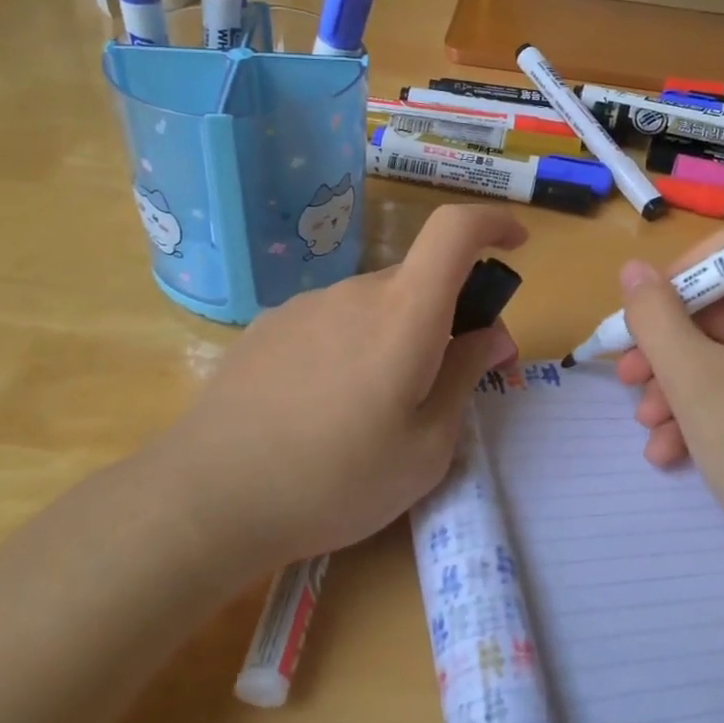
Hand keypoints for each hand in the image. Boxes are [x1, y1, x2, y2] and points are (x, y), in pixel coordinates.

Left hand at [163, 205, 523, 570]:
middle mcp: (354, 293)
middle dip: (445, 317)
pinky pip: (331, 323)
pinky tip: (322, 409)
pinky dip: (350, 348)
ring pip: (373, 307)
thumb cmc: (336, 481)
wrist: (208, 498)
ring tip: (373, 412)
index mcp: (403, 314)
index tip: (516, 246)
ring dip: (393, 338)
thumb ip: (466, 377)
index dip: (492, 224)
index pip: (454, 231)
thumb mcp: (426, 448)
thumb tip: (491, 334)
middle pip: (418, 283)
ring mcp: (305, 306)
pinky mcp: (269, 327)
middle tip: (444, 383)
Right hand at [614, 227, 723, 570]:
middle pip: (722, 309)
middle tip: (626, 377)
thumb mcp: (694, 380)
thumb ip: (655, 317)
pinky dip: (704, 412)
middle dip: (667, 344)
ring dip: (676, 384)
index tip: (644, 316)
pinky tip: (671, 452)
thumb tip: (633, 268)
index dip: (681, 274)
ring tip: (646, 426)